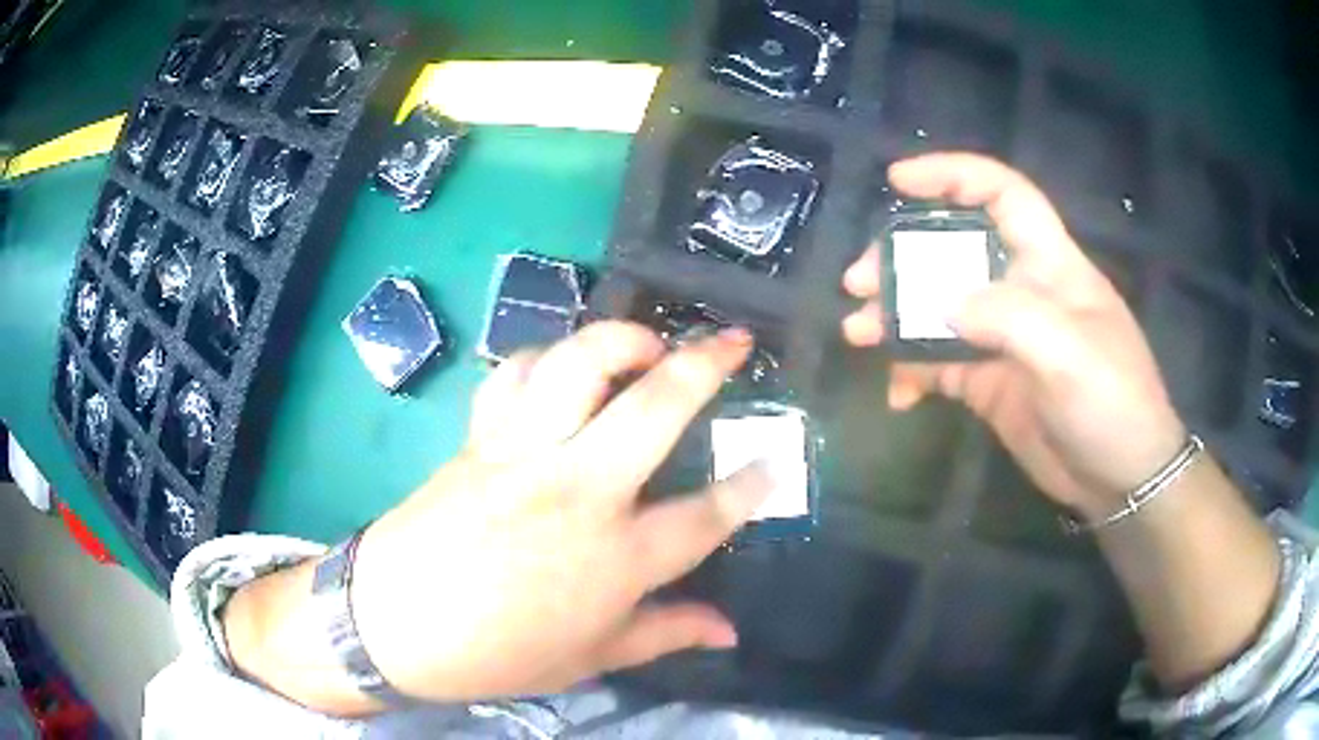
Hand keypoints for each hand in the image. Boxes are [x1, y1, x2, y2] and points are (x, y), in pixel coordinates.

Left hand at [347, 322, 770, 701]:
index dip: (751, 486)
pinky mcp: (481, 438)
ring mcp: (524, 454)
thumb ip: (666, 634)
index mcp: (616, 559)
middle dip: (706, 364)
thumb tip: (729, 632)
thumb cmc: (499, 652)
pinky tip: (560, 367)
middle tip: (735, 342)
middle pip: (655, 408)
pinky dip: (542, 358)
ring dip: (621, 338)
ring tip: (647, 342)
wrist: (395, 622)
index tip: (774, 461)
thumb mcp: (592, 657)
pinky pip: (513, 375)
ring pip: (578, 366)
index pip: (706, 515)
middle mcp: (579, 491)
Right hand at [841, 153, 1185, 520]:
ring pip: (938, 308)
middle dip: (903, 256)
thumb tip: (942, 303)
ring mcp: (1003, 339)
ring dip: (896, 316)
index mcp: (1049, 264)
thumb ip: (1009, 318)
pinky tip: (898, 393)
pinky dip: (913, 372)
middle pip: (954, 250)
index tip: (898, 180)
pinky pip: (940, 363)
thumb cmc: (1113, 404)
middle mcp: (1022, 291)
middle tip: (859, 283)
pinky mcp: (990, 382)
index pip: (1003, 195)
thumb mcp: (1070, 355)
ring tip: (859, 333)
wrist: (1121, 481)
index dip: (953, 176)